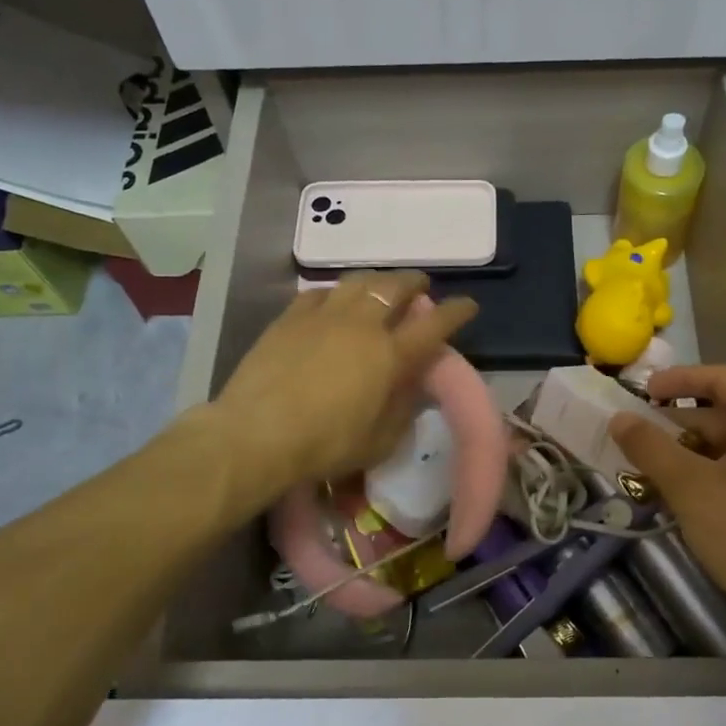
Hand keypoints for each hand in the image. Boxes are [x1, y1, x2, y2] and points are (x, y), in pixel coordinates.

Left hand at [209, 272, 477, 498]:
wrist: (257, 434)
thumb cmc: (326, 445)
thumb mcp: (379, 441)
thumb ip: (402, 409)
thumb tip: (414, 386)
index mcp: (390, 356)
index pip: (434, 325)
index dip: (456, 312)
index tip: (467, 305)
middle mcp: (362, 325)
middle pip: (396, 288)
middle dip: (414, 283)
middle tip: (421, 287)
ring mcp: (323, 316)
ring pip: (358, 281)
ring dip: (377, 280)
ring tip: (380, 287)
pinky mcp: (290, 318)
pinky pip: (320, 293)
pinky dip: (336, 293)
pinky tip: (334, 300)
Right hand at [609, 364, 725, 629]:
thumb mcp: (690, 487)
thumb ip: (651, 447)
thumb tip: (620, 417)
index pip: (721, 378)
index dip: (679, 379)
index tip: (642, 392)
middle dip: (679, 425)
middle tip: (638, 443)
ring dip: (692, 454)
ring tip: (654, 476)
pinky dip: (714, 475)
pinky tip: (690, 502)